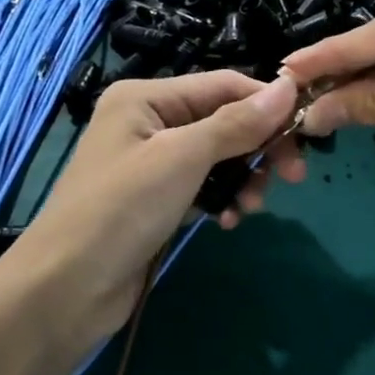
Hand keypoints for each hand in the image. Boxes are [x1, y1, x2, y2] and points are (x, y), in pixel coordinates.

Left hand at [4, 71, 303, 349]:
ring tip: (251, 207)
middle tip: (294, 177)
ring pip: (221, 158)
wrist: (66, 289)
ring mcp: (154, 164)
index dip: (268, 104)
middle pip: (226, 122)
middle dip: (260, 147)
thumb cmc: (121, 208)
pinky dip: (223, 200)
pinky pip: (206, 188)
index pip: (225, 85)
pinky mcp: (159, 201)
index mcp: (147, 97)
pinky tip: (227, 222)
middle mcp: (151, 122)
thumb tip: (289, 86)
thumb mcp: (184, 157)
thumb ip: (237, 123)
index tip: (308, 131)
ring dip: (244, 179)